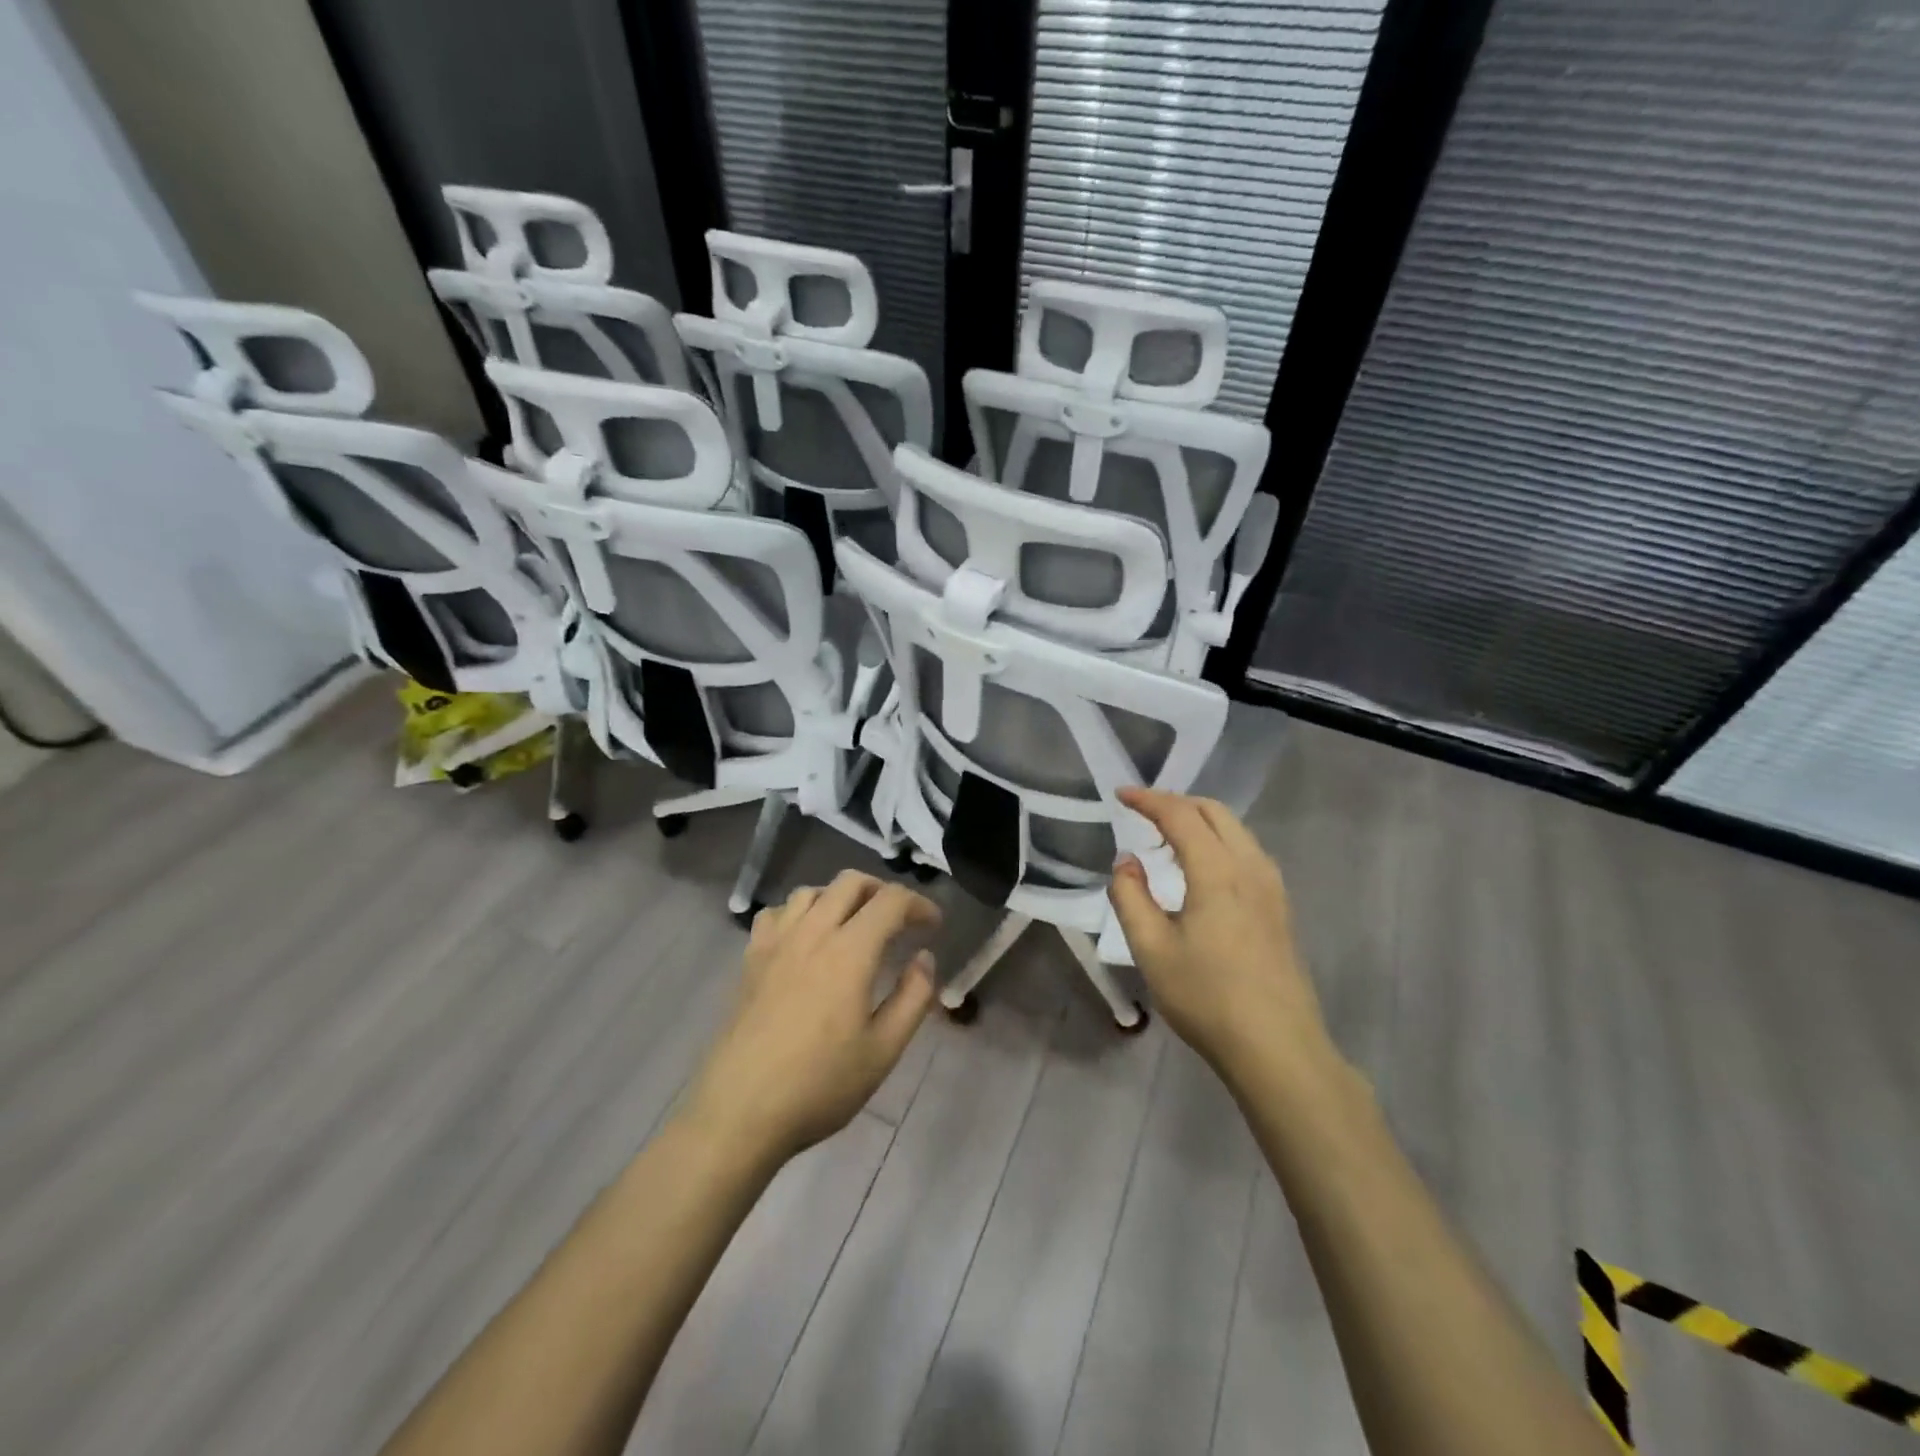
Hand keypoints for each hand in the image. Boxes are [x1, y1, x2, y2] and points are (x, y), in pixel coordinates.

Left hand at [684, 870, 939, 1167]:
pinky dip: (799, 913)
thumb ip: (913, 997)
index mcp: (850, 951)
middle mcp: (812, 932)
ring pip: (811, 891)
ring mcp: (776, 943)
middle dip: (882, 891)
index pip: (891, 901)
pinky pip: (776, 913)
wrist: (740, 1112)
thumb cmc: (820, 1085)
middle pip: (850, 882)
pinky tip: (805, 939)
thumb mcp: (884, 1050)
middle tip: (899, 920)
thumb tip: (924, 957)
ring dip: (840, 897)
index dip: (919, 905)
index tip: (934, 925)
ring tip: (855, 925)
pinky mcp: (750, 959)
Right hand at [1108, 788, 1342, 1097]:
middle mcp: (1251, 866)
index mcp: (1218, 871)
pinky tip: (1199, 870)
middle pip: (1214, 811)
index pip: (1180, 815)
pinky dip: (1217, 842)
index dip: (1148, 799)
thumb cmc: (1207, 997)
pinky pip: (1246, 852)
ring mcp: (1272, 886)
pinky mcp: (1279, 907)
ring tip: (1164, 840)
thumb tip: (1126, 862)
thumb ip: (1131, 897)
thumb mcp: (1151, 949)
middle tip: (1141, 813)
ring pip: (1235, 830)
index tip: (1120, 795)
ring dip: (1198, 821)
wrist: (1277, 1047)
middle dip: (1176, 802)